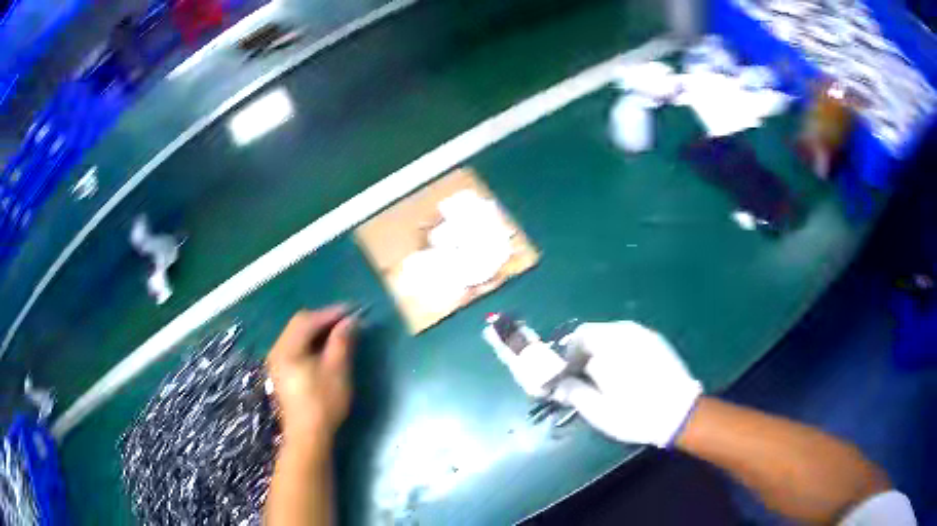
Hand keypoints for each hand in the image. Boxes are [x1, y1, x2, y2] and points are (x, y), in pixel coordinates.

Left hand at [266, 307, 356, 446]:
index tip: (352, 311)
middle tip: (345, 322)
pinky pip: (294, 347)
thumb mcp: (337, 370)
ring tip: (338, 333)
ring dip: (316, 331)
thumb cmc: (323, 403)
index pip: (307, 320)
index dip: (330, 313)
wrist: (308, 436)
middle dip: (322, 320)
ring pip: (296, 335)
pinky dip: (310, 342)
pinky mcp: (280, 372)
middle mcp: (277, 350)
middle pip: (298, 324)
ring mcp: (276, 362)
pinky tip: (324, 349)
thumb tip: (349, 321)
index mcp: (287, 348)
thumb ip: (341, 342)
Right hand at [552, 321, 701, 446]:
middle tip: (584, 378)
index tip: (566, 376)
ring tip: (605, 377)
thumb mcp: (597, 410)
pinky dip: (620, 350)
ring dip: (602, 350)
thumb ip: (572, 392)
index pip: (576, 338)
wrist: (680, 413)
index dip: (566, 356)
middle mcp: (625, 331)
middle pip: (594, 332)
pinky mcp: (657, 340)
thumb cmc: (634, 413)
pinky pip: (629, 338)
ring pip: (612, 334)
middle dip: (584, 352)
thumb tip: (557, 385)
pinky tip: (626, 372)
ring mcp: (644, 334)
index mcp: (607, 344)